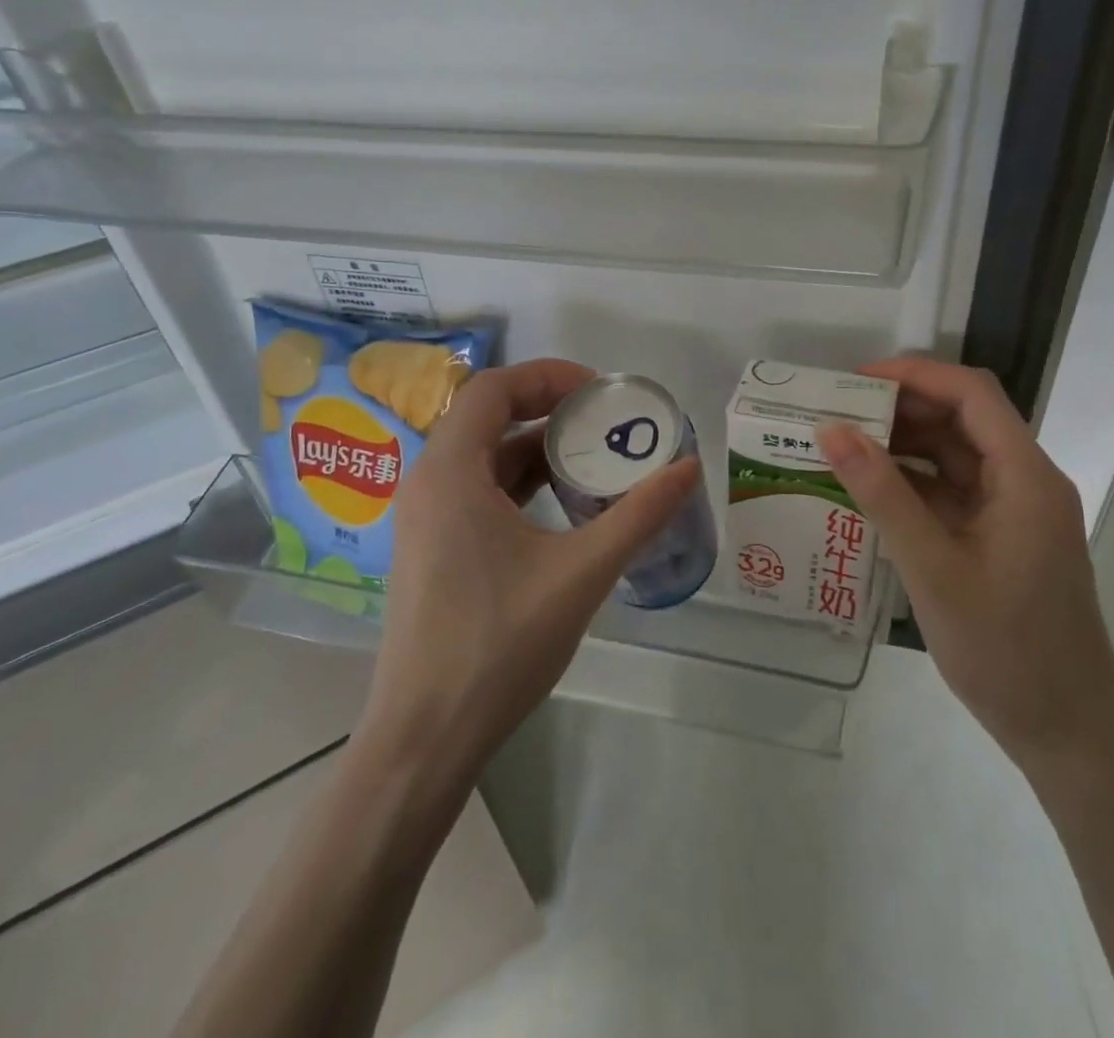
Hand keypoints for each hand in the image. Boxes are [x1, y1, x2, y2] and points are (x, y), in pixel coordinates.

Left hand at [360, 358, 700, 781]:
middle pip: (487, 416)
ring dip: (536, 448)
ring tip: (594, 458)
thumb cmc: (499, 644)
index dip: (549, 376)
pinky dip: (521, 483)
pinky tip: (562, 505)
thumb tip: (688, 467)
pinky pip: (477, 490)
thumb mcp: (581, 573)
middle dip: (548, 409)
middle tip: (605, 421)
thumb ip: (638, 515)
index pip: (494, 388)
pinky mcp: (431, 547)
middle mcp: (428, 482)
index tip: (601, 393)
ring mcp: (424, 518)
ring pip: (483, 456)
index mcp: (450, 472)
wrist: (426, 737)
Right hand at [817, 357, 1113, 772]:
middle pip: (963, 419)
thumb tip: (832, 430)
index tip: (854, 380)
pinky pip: (954, 492)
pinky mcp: (1002, 539)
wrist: (1068, 736)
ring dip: (904, 444)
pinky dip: (913, 483)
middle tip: (838, 413)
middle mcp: (1026, 482)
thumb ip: (882, 494)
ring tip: (844, 445)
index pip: (971, 394)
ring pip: (956, 454)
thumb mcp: (932, 568)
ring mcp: (1015, 512)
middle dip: (902, 407)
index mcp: (1025, 477)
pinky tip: (870, 490)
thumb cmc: (1006, 652)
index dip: (915, 374)